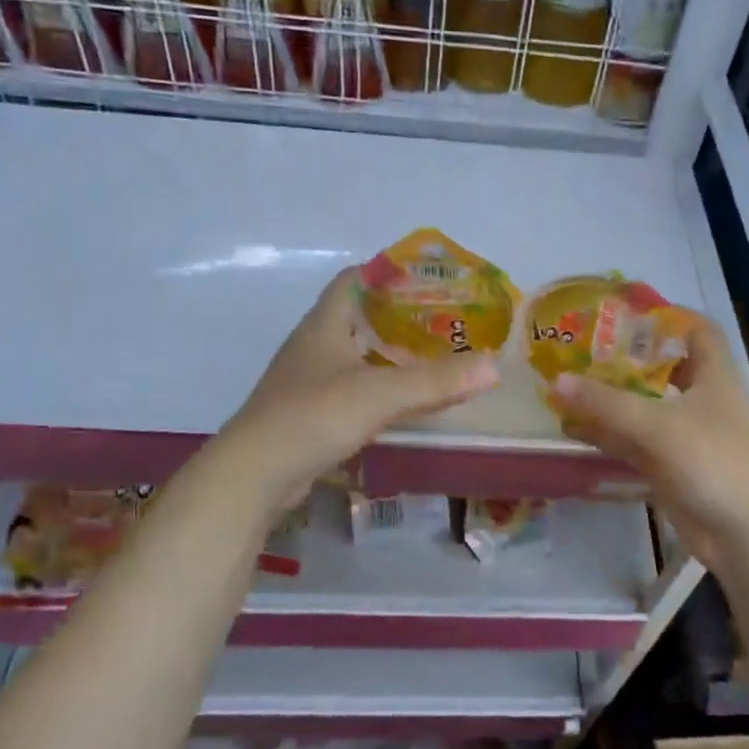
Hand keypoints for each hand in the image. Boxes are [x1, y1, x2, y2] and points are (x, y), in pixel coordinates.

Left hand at [211, 270, 499, 511]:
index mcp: (324, 324)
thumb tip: (495, 366)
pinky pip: (353, 390)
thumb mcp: (380, 394)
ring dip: (390, 355)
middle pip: (359, 317)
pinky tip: (405, 401)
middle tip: (444, 320)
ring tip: (433, 357)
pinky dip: (381, 389)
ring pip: (357, 356)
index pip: (353, 279)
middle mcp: (314, 346)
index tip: (428, 278)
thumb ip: (437, 381)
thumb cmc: (313, 416)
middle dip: (399, 316)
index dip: (387, 272)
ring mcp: (309, 382)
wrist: (254, 475)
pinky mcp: (310, 415)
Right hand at [550, 316, 748, 574]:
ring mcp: (688, 439)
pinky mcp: (675, 470)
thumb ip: (605, 403)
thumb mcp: (655, 425)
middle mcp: (702, 403)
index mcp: (714, 378)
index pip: (700, 332)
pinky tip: (576, 431)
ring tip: (569, 388)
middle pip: (665, 371)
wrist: (747, 534)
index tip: (630, 311)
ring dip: (612, 401)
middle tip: (585, 350)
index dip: (671, 317)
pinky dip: (609, 436)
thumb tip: (556, 381)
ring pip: (645, 410)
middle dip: (627, 361)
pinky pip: (636, 444)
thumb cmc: (712, 462)